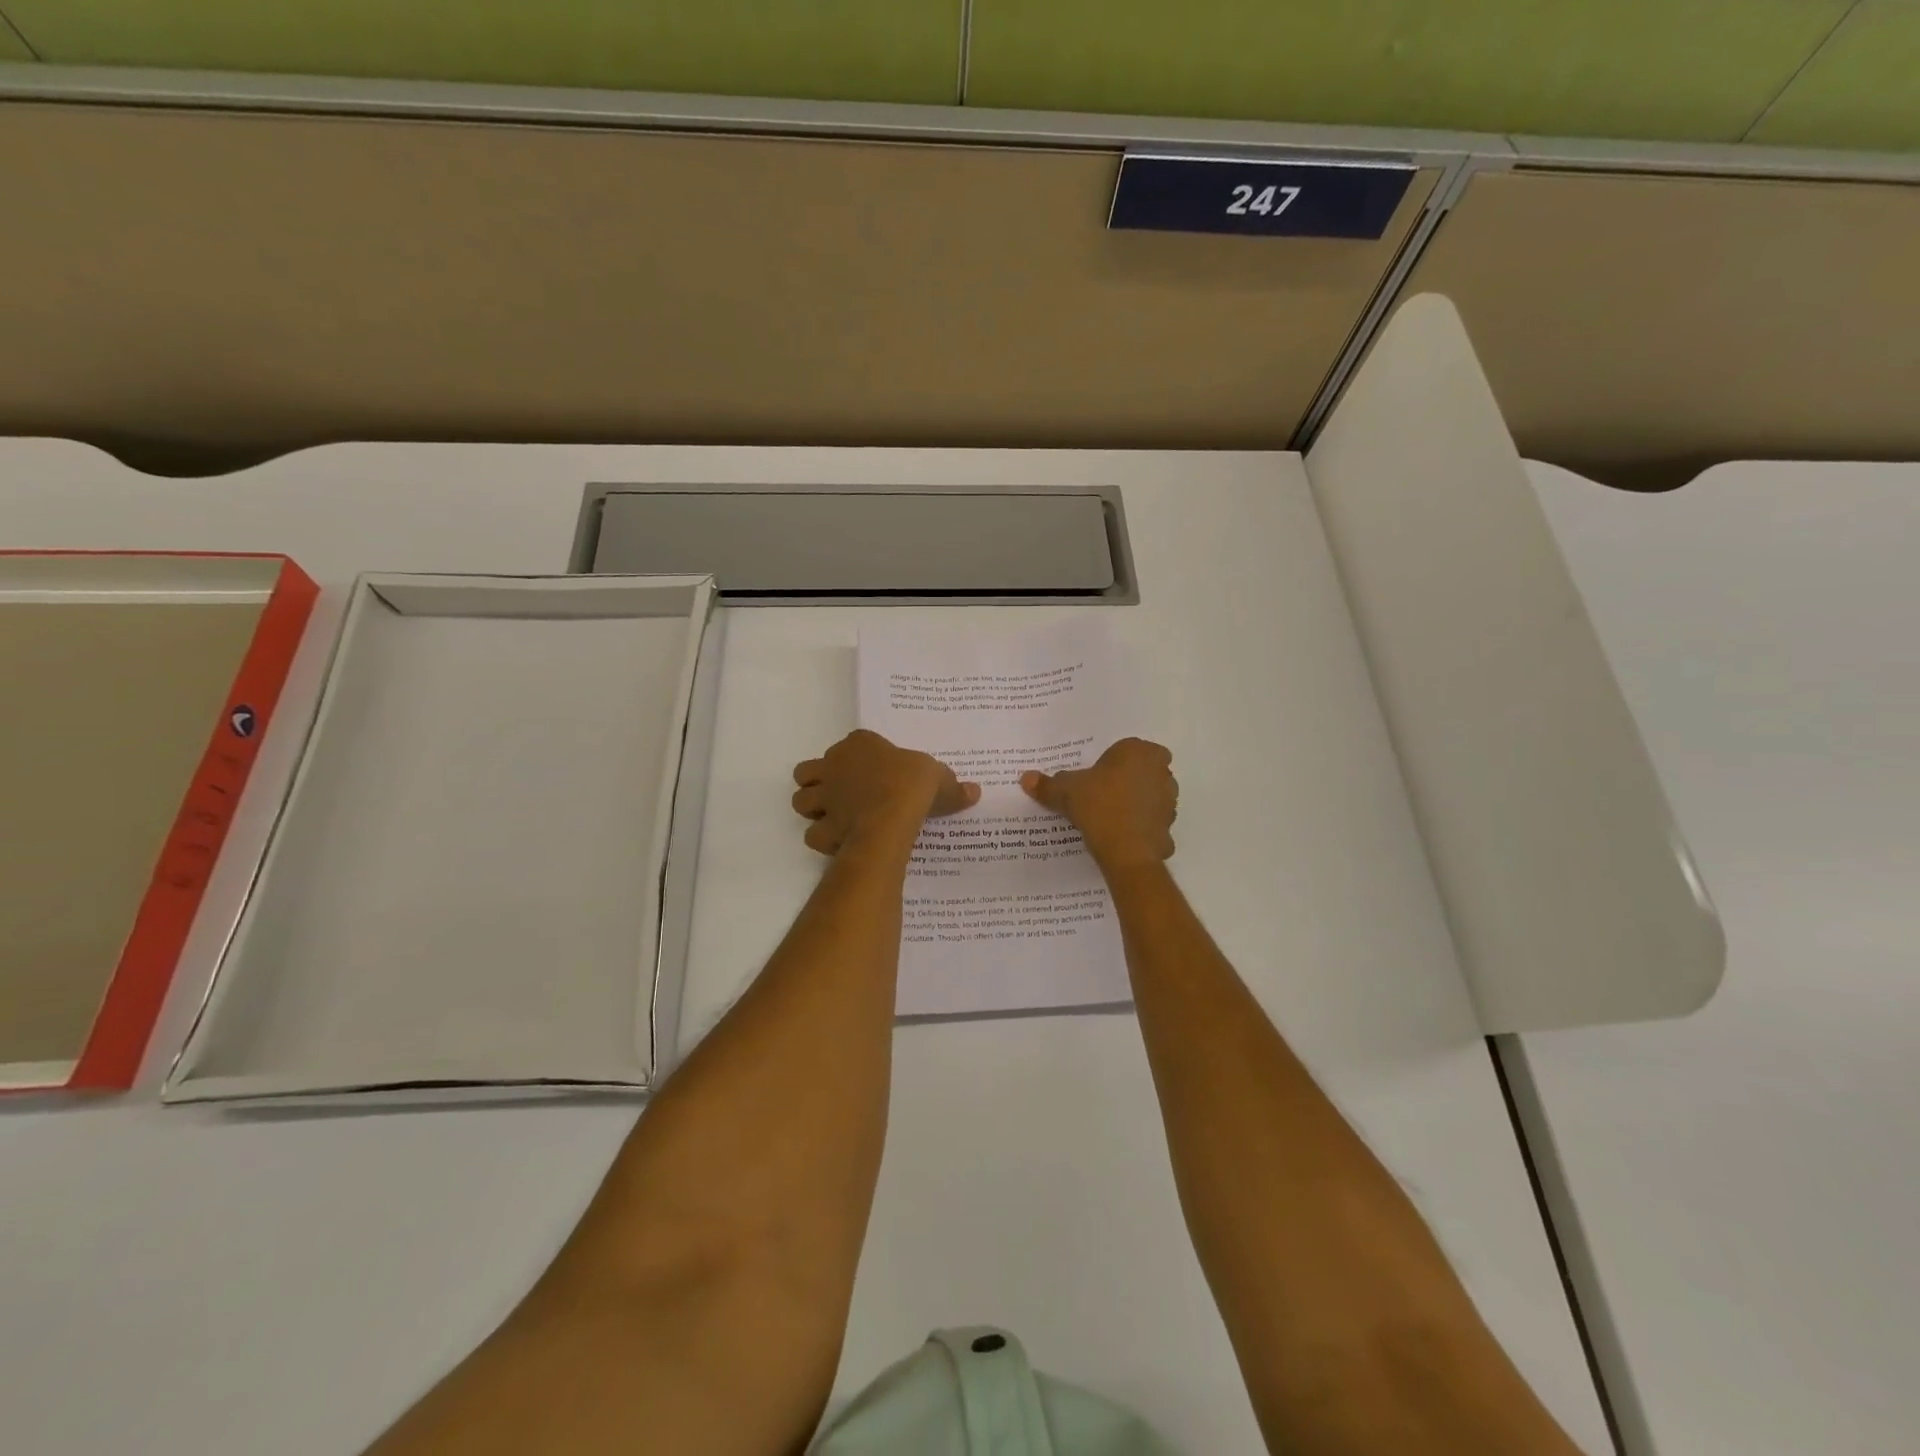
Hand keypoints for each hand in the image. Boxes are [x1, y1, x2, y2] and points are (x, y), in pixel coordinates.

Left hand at [791, 730, 979, 855]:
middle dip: (819, 782)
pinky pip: (813, 833)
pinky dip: (823, 839)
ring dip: (813, 808)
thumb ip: (952, 786)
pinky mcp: (823, 826)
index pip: (853, 742)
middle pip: (809, 770)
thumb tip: (974, 791)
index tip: (876, 769)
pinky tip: (839, 842)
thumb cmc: (913, 784)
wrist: (892, 814)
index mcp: (860, 744)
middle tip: (842, 794)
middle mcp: (834, 765)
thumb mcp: (941, 778)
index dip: (859, 755)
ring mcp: (825, 796)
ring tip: (834, 818)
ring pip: (800, 799)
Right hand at [1021, 738, 1176, 872]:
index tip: (1097, 776)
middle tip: (1102, 794)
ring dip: (1136, 803)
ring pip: (1151, 797)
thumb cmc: (1098, 806)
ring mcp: (1169, 801)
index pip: (1129, 749)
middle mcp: (1160, 771)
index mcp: (1138, 752)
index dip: (1113, 761)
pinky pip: (1152, 824)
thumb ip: (1048, 784)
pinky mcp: (1169, 828)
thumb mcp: (1066, 791)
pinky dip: (1140, 829)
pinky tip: (1121, 838)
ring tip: (1109, 817)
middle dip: (1128, 780)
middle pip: (1143, 771)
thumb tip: (1026, 778)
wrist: (1125, 850)